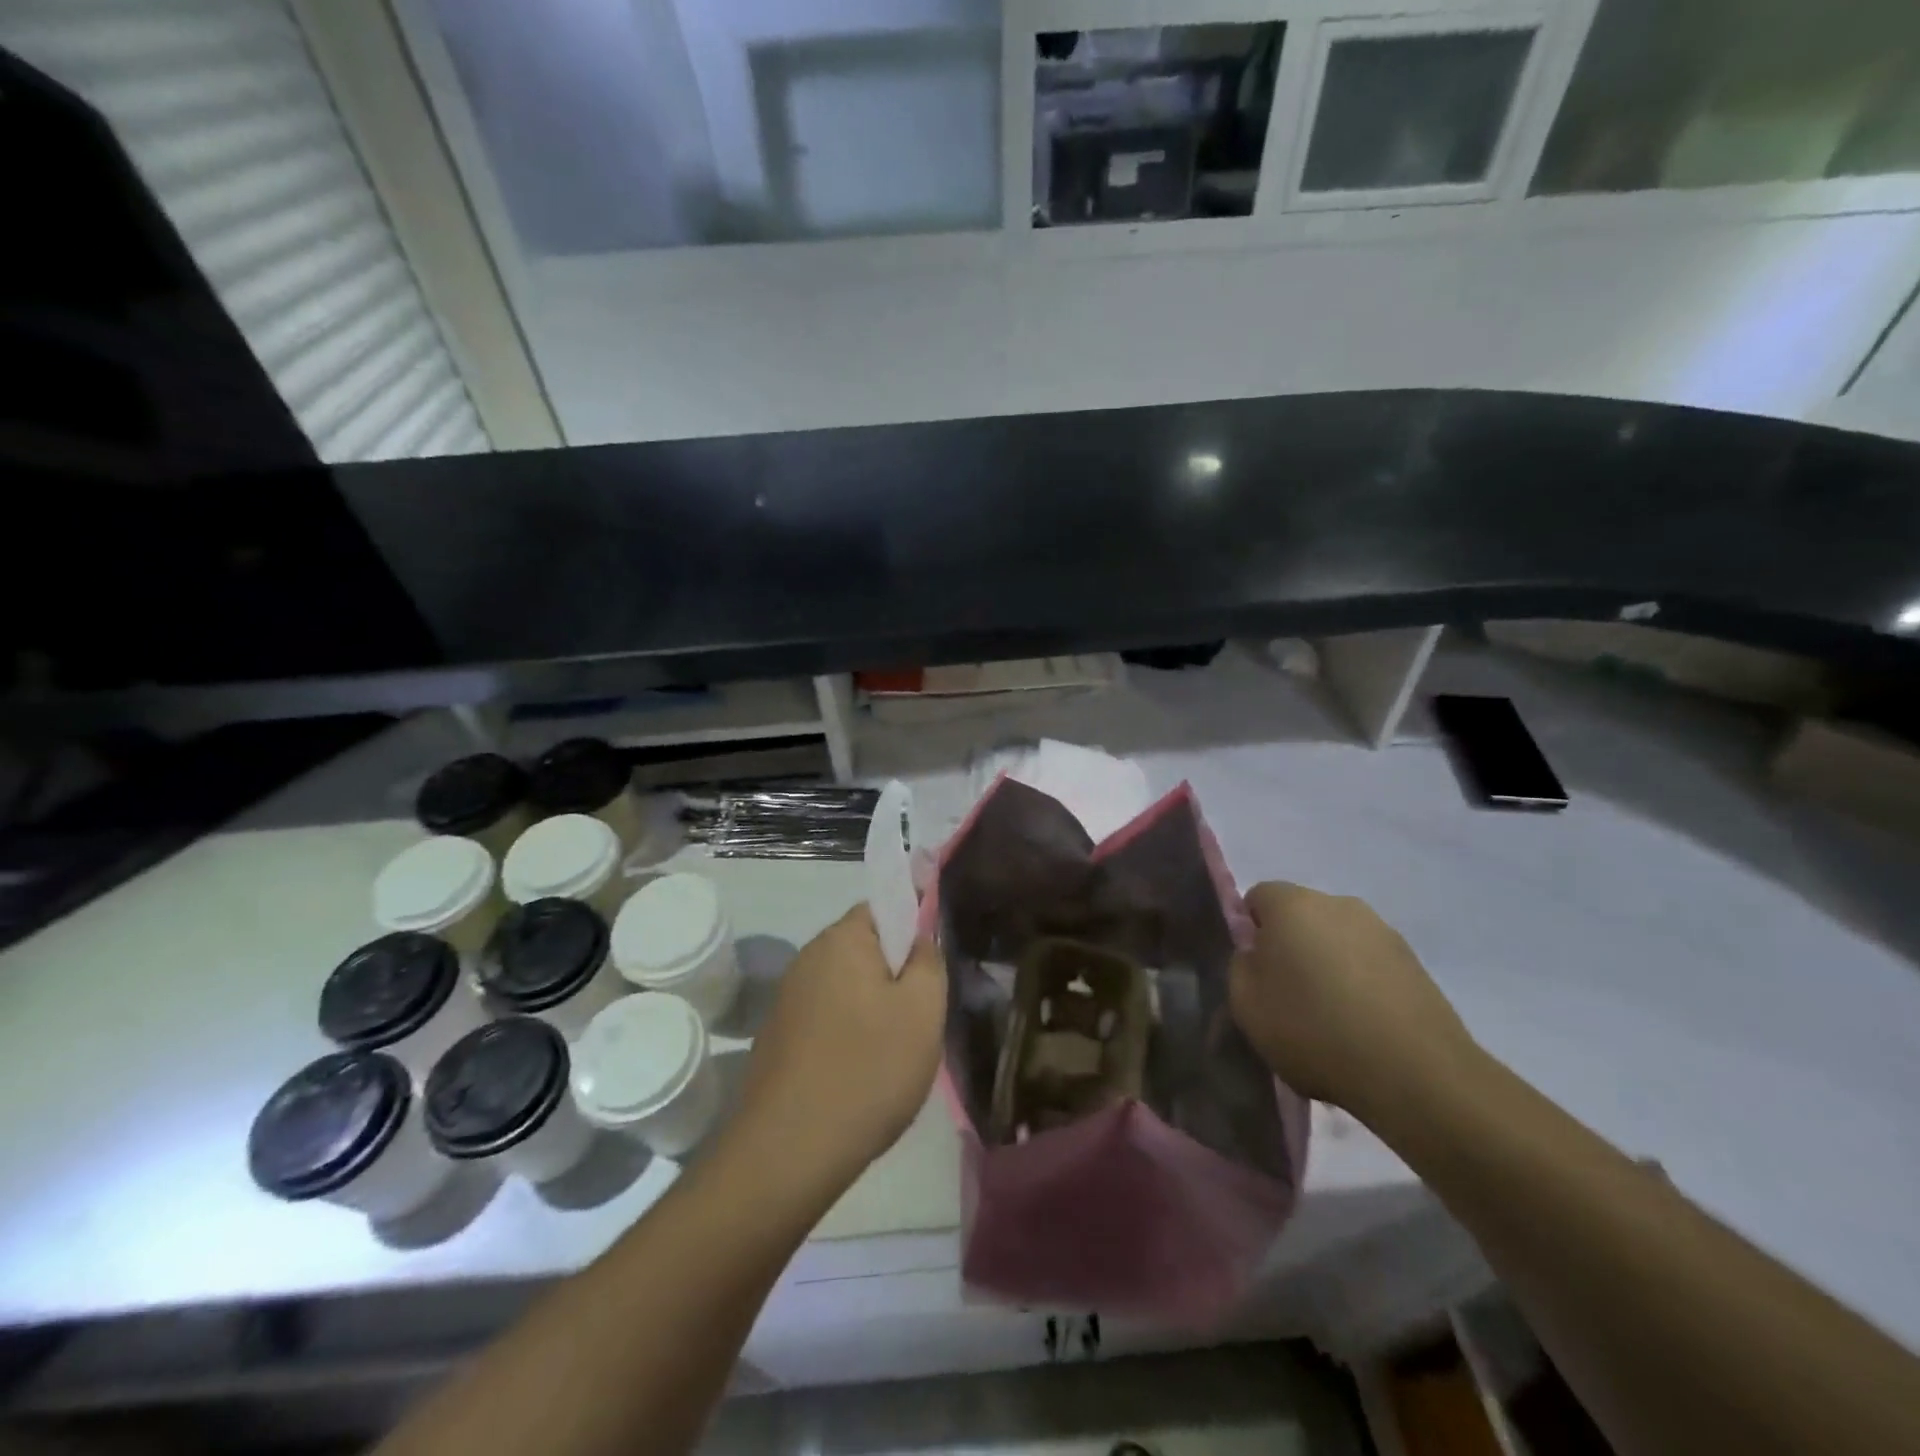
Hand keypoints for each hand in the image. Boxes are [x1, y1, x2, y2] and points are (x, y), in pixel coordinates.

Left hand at [737, 905, 946, 1193]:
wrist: (788, 1152)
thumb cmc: (868, 1069)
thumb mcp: (923, 1010)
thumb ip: (929, 961)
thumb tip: (918, 940)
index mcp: (841, 939)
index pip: (883, 908)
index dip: (912, 929)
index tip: (931, 969)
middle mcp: (807, 959)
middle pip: (864, 950)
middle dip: (894, 975)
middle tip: (920, 1017)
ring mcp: (787, 999)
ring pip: (847, 988)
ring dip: (873, 1009)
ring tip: (894, 1054)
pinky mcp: (777, 1037)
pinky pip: (826, 1019)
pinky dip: (848, 1035)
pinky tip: (860, 1076)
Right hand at [1230, 881, 1479, 1119]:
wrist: (1415, 1074)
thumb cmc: (1313, 1030)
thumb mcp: (1246, 1004)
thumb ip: (1240, 966)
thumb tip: (1256, 954)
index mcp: (1292, 904)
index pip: (1257, 898)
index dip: (1250, 932)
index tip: (1254, 972)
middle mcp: (1339, 904)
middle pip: (1300, 916)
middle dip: (1290, 946)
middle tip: (1287, 996)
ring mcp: (1383, 932)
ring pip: (1338, 940)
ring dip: (1328, 965)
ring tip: (1330, 1017)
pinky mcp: (1416, 963)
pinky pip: (1370, 965)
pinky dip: (1361, 985)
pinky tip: (1363, 1027)